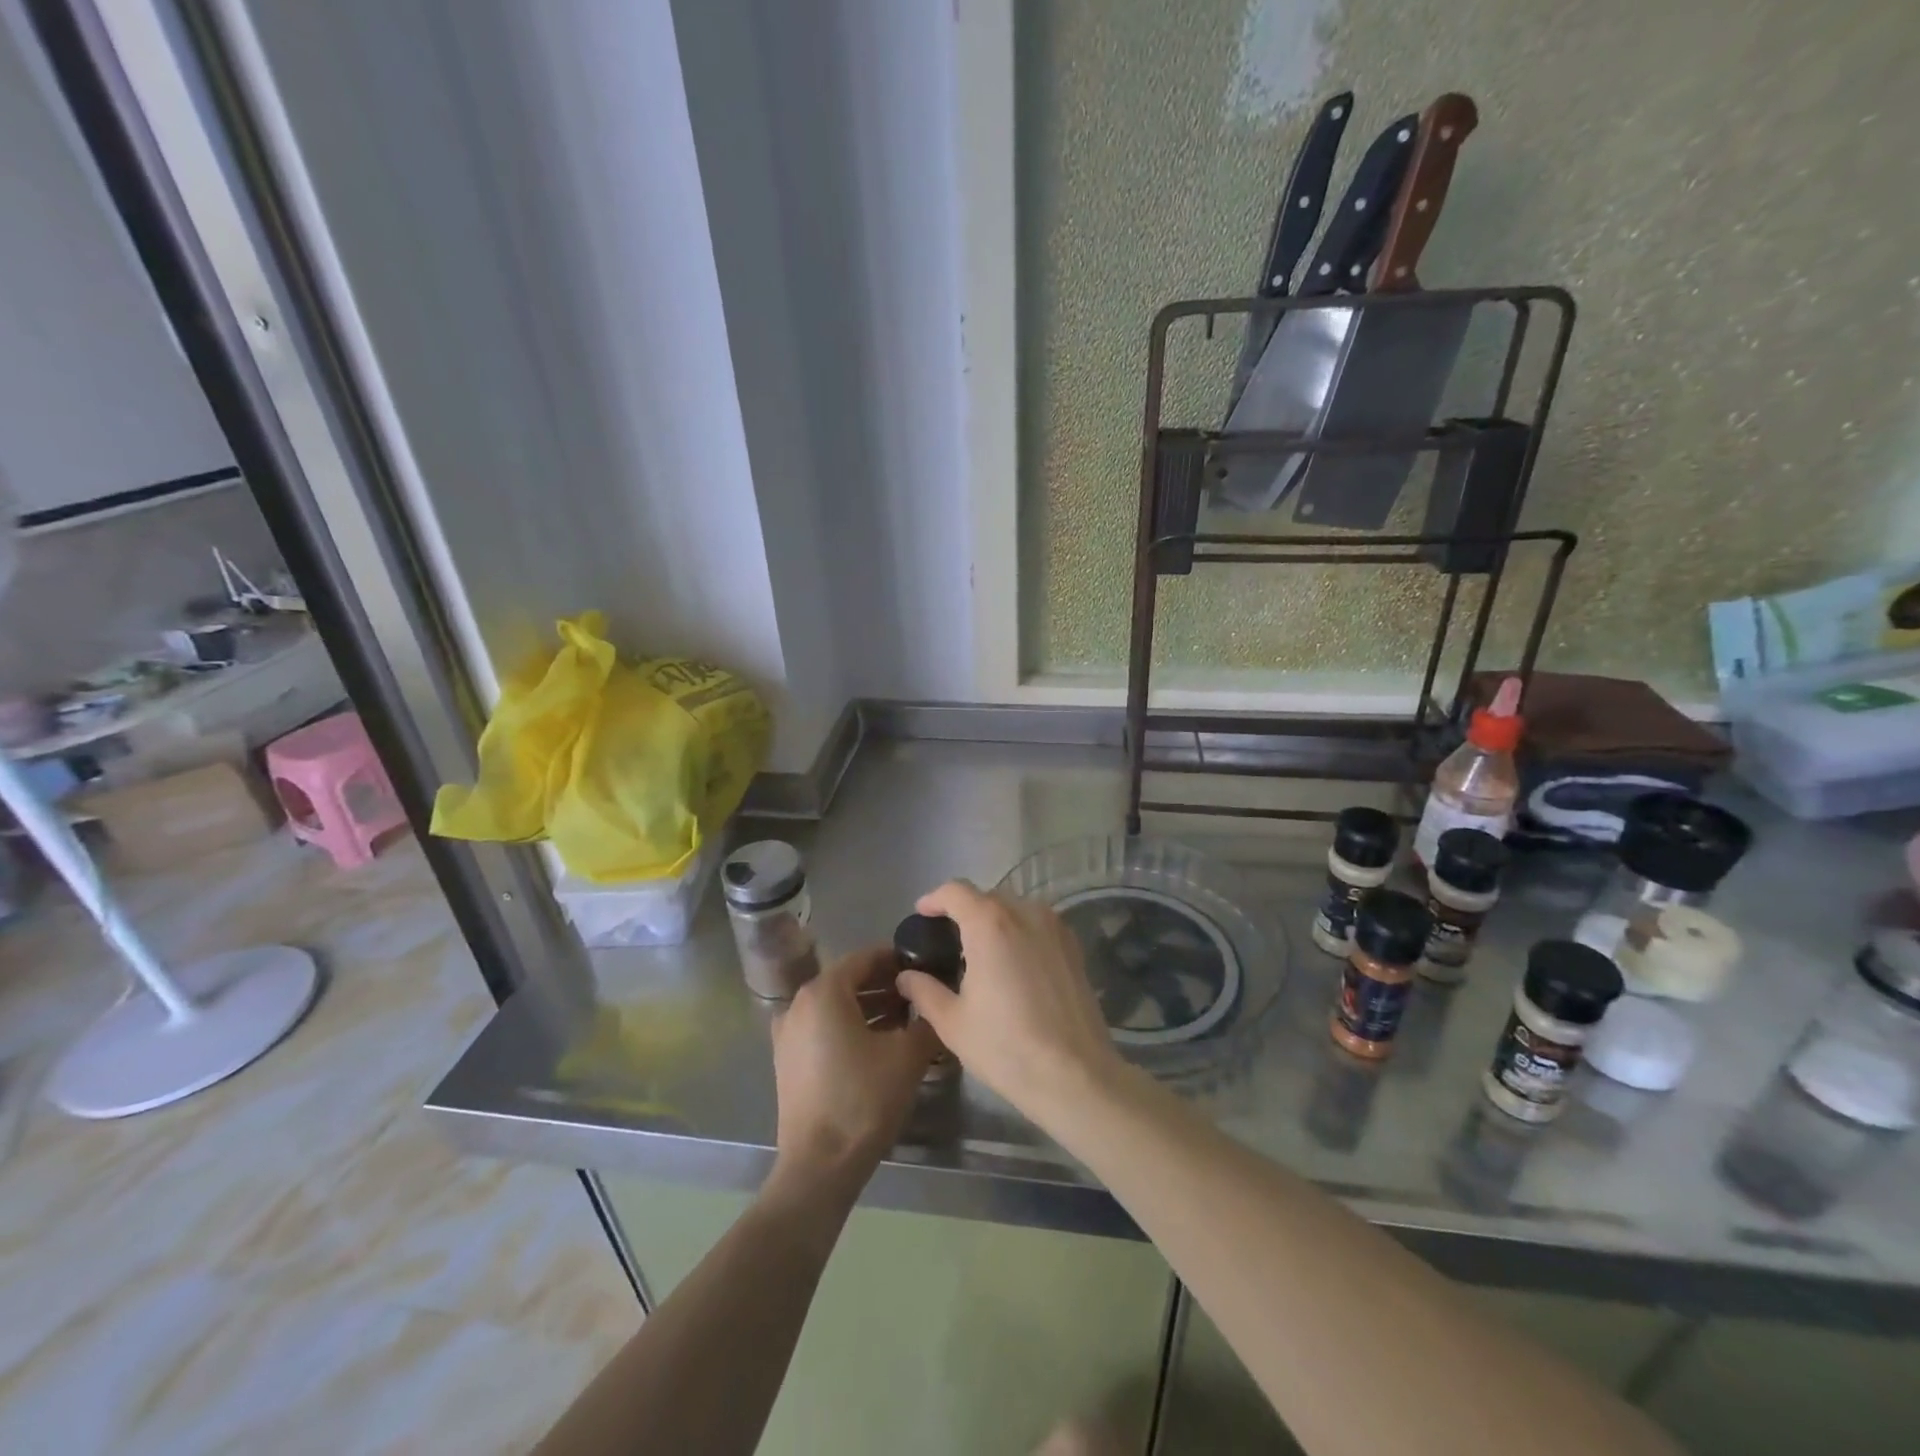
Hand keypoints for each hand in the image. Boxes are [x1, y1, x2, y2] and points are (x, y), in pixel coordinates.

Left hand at [770, 946, 938, 1188]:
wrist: (819, 1165)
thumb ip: (926, 1019)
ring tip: (906, 1019)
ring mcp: (788, 1033)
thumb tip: (935, 1001)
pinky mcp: (788, 1060)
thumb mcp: (908, 1055)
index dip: (896, 959)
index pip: (865, 958)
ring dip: (869, 1007)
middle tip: (919, 994)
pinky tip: (880, 1044)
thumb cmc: (864, 1100)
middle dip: (885, 984)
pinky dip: (850, 1027)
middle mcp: (799, 1003)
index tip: (924, 967)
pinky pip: (823, 1028)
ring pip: (835, 1006)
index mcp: (823, 991)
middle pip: (848, 981)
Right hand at [894, 881, 1127, 1122]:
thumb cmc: (1006, 1047)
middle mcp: (1025, 913)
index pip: (956, 891)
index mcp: (990, 923)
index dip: (934, 899)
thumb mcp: (952, 1022)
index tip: (922, 914)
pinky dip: (1020, 933)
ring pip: (1016, 909)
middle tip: (948, 941)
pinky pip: (1038, 926)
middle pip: (987, 897)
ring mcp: (1054, 927)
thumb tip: (907, 976)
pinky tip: (1013, 966)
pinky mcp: (1073, 946)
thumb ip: (924, 991)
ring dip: (994, 921)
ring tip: (981, 954)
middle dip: (964, 911)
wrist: (1075, 1075)